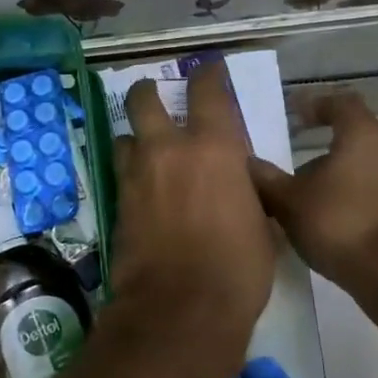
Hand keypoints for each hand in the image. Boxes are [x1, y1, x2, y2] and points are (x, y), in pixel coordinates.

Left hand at [110, 64, 277, 340]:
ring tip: (145, 150)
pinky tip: (142, 190)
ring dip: (134, 138)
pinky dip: (130, 174)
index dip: (208, 73)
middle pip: (143, 99)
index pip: (207, 91)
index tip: (208, 68)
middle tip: (153, 95)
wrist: (180, 309)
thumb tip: (238, 183)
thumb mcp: (260, 223)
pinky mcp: (117, 204)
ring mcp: (136, 175)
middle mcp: (168, 150)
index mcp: (213, 147)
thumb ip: (245, 190)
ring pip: (124, 137)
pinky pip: (120, 174)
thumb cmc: (238, 268)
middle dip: (146, 92)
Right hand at [249, 93, 377, 290]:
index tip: (299, 116)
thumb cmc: (341, 223)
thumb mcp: (290, 202)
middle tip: (302, 174)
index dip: (319, 106)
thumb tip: (248, 162)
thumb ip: (267, 180)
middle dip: (331, 154)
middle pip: (360, 141)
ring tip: (322, 206)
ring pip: (375, 173)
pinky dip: (367, 208)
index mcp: (364, 137)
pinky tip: (346, 231)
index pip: (343, 104)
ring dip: (350, 183)